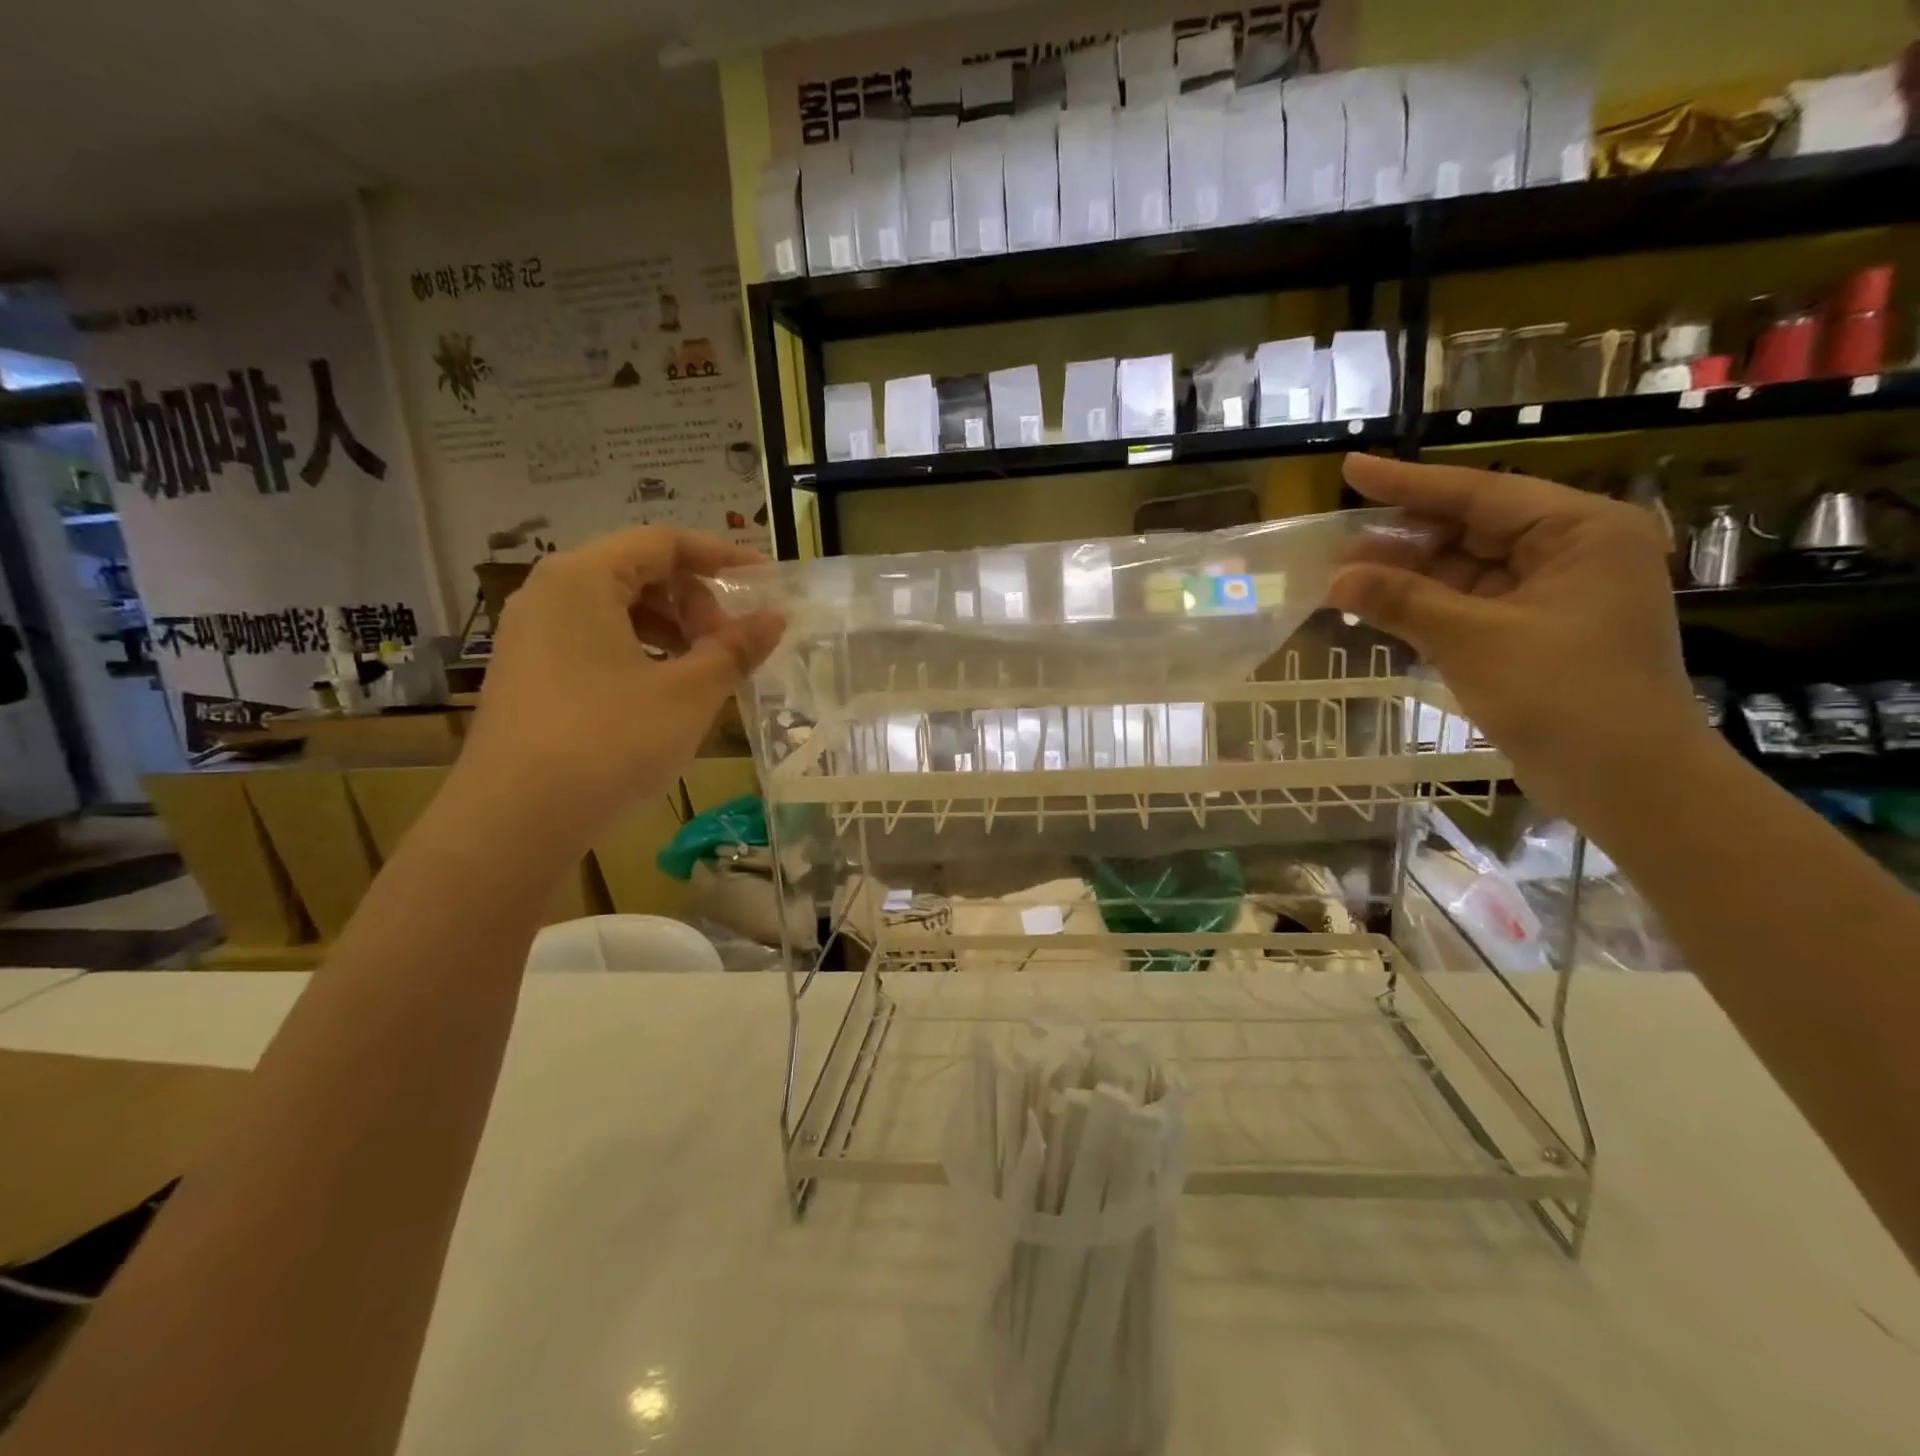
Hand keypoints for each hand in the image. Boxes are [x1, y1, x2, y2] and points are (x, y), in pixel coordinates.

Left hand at [461, 527, 782, 843]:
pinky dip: (640, 654)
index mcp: (583, 578)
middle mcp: (549, 594)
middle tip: (730, 645)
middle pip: (639, 573)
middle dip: (695, 602)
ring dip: (672, 631)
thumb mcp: (688, 693)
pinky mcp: (529, 675)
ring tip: (704, 672)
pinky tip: (664, 694)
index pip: (663, 542)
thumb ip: (735, 649)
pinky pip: (596, 642)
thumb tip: (774, 619)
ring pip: (617, 611)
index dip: (721, 557)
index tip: (763, 581)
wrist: (515, 821)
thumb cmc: (610, 741)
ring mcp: (532, 636)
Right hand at [1328, 454, 1706, 822]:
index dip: (1409, 483)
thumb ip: (1403, 601)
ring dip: (1406, 575)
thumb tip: (1335, 576)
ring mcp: (1551, 595)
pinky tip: (1377, 605)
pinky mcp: (1532, 632)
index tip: (1352, 469)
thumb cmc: (1566, 697)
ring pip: (1464, 570)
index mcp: (1581, 531)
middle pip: (1470, 529)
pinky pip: (1467, 604)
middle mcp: (1571, 552)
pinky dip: (1424, 606)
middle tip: (1335, 537)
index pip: (1480, 494)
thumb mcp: (1475, 641)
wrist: (1627, 782)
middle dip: (1402, 537)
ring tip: (1342, 574)